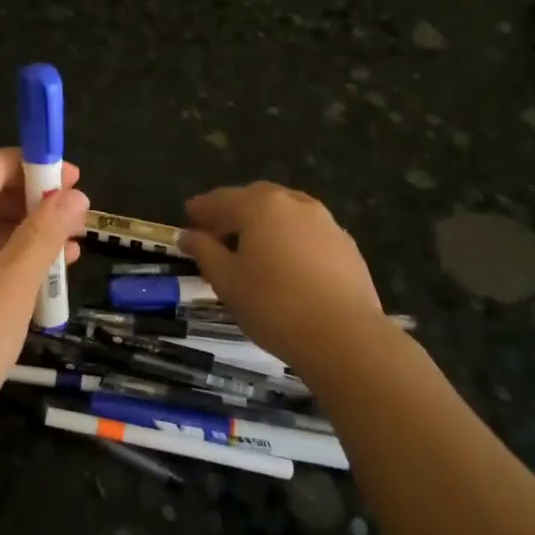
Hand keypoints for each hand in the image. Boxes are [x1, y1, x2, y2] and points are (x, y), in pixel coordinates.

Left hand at [0, 149, 88, 439]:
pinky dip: (3, 262)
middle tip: (79, 225)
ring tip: (70, 255)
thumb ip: (44, 234)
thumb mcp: (12, 286)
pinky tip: (35, 283)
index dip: (37, 166)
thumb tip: (75, 194)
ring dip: (25, 236)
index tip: (78, 183)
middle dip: (35, 204)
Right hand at [182, 182, 384, 370]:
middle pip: (256, 198)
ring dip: (264, 223)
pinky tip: (285, 263)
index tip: (187, 216)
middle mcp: (294, 204)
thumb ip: (204, 251)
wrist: (343, 335)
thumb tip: (188, 235)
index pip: (222, 199)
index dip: (202, 208)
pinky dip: (290, 238)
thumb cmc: (273, 304)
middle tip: (217, 231)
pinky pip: (308, 233)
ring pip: (286, 213)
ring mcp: (326, 222)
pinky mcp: (346, 246)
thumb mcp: (226, 280)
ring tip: (251, 247)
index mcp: (260, 206)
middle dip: (234, 210)